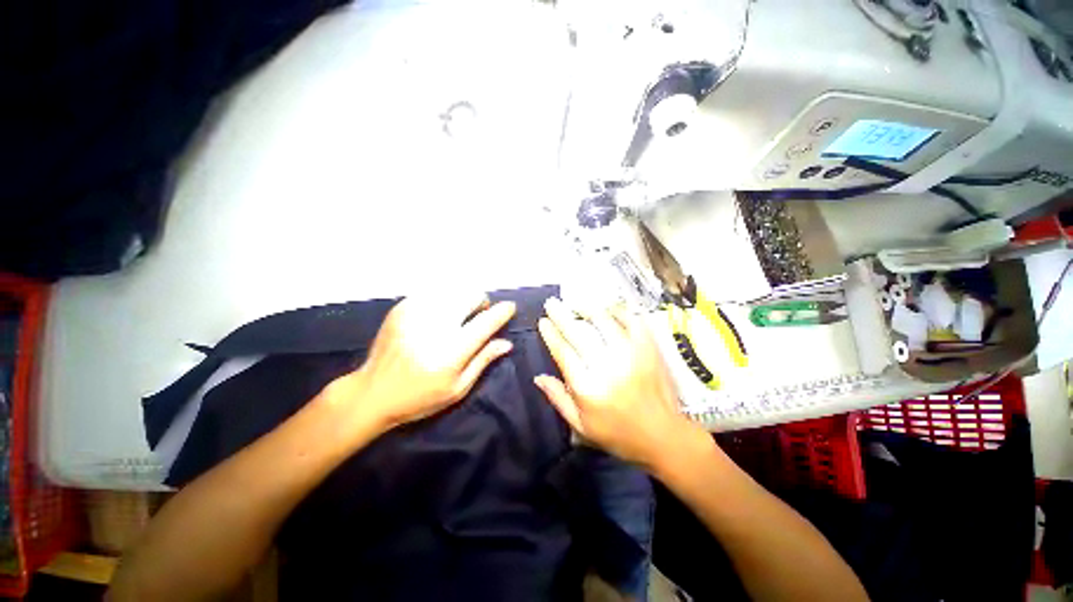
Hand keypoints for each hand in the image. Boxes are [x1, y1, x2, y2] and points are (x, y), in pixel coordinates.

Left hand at [329, 292, 515, 434]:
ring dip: (462, 300)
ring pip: (454, 290)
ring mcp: (417, 313)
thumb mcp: (458, 388)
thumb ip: (483, 360)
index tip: (509, 308)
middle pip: (471, 295)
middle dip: (481, 303)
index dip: (503, 311)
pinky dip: (444, 300)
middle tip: (477, 317)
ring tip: (457, 316)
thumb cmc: (420, 397)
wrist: (372, 392)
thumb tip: (506, 342)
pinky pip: (434, 292)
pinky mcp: (402, 308)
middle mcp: (437, 325)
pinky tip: (438, 315)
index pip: (487, 321)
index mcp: (453, 350)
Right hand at [535, 297, 703, 469]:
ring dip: (587, 310)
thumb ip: (558, 399)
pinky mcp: (649, 350)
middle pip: (578, 333)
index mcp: (588, 388)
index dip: (551, 334)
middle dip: (561, 315)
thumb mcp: (581, 426)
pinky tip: (610, 309)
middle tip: (552, 303)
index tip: (543, 321)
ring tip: (577, 304)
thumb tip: (538, 376)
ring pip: (604, 322)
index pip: (563, 352)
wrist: (664, 436)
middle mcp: (606, 367)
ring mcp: (630, 355)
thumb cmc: (618, 434)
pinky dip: (620, 312)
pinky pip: (632, 322)